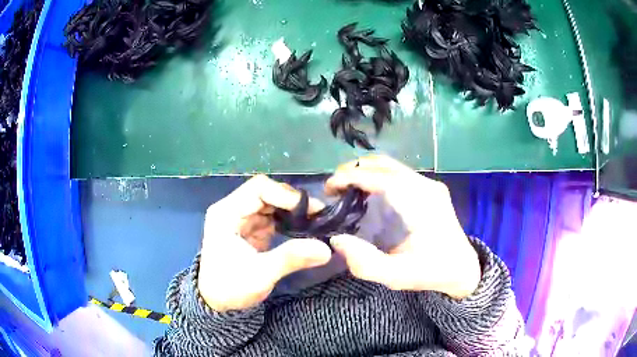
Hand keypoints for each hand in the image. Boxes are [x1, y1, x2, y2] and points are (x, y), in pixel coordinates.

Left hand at [198, 175, 331, 311]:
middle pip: (267, 192)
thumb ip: (291, 258)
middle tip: (319, 216)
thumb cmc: (230, 287)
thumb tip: (326, 249)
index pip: (259, 189)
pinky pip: (273, 216)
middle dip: (293, 202)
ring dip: (293, 210)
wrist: (216, 302)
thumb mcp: (260, 274)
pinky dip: (289, 220)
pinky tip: (304, 228)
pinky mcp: (251, 228)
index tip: (310, 211)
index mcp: (226, 213)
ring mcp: (242, 218)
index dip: (286, 195)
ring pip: (272, 203)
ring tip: (315, 221)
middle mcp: (233, 209)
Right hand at [325, 155, 480, 298]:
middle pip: (384, 164)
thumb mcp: (397, 276)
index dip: (351, 177)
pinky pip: (397, 173)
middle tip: (333, 189)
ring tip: (345, 189)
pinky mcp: (430, 188)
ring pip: (390, 166)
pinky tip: (366, 193)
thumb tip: (337, 240)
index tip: (328, 187)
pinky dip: (376, 177)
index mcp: (421, 202)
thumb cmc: (432, 272)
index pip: (380, 177)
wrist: (463, 268)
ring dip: (364, 172)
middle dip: (353, 170)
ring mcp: (430, 184)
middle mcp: (426, 185)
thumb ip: (365, 263)